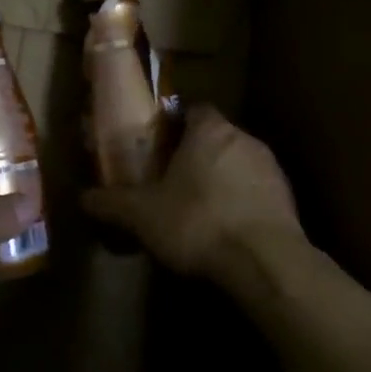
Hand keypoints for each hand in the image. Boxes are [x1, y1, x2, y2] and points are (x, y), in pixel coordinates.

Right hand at [81, 106, 303, 283]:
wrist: (264, 261)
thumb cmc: (197, 222)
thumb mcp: (142, 215)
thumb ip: (111, 203)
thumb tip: (82, 198)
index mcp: (209, 130)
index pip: (194, 110)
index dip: (176, 125)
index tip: (160, 145)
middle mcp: (244, 139)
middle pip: (216, 137)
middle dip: (196, 155)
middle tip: (172, 180)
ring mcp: (271, 168)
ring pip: (238, 164)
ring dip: (221, 179)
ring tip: (198, 209)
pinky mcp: (288, 199)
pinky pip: (256, 192)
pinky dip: (241, 203)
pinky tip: (226, 229)